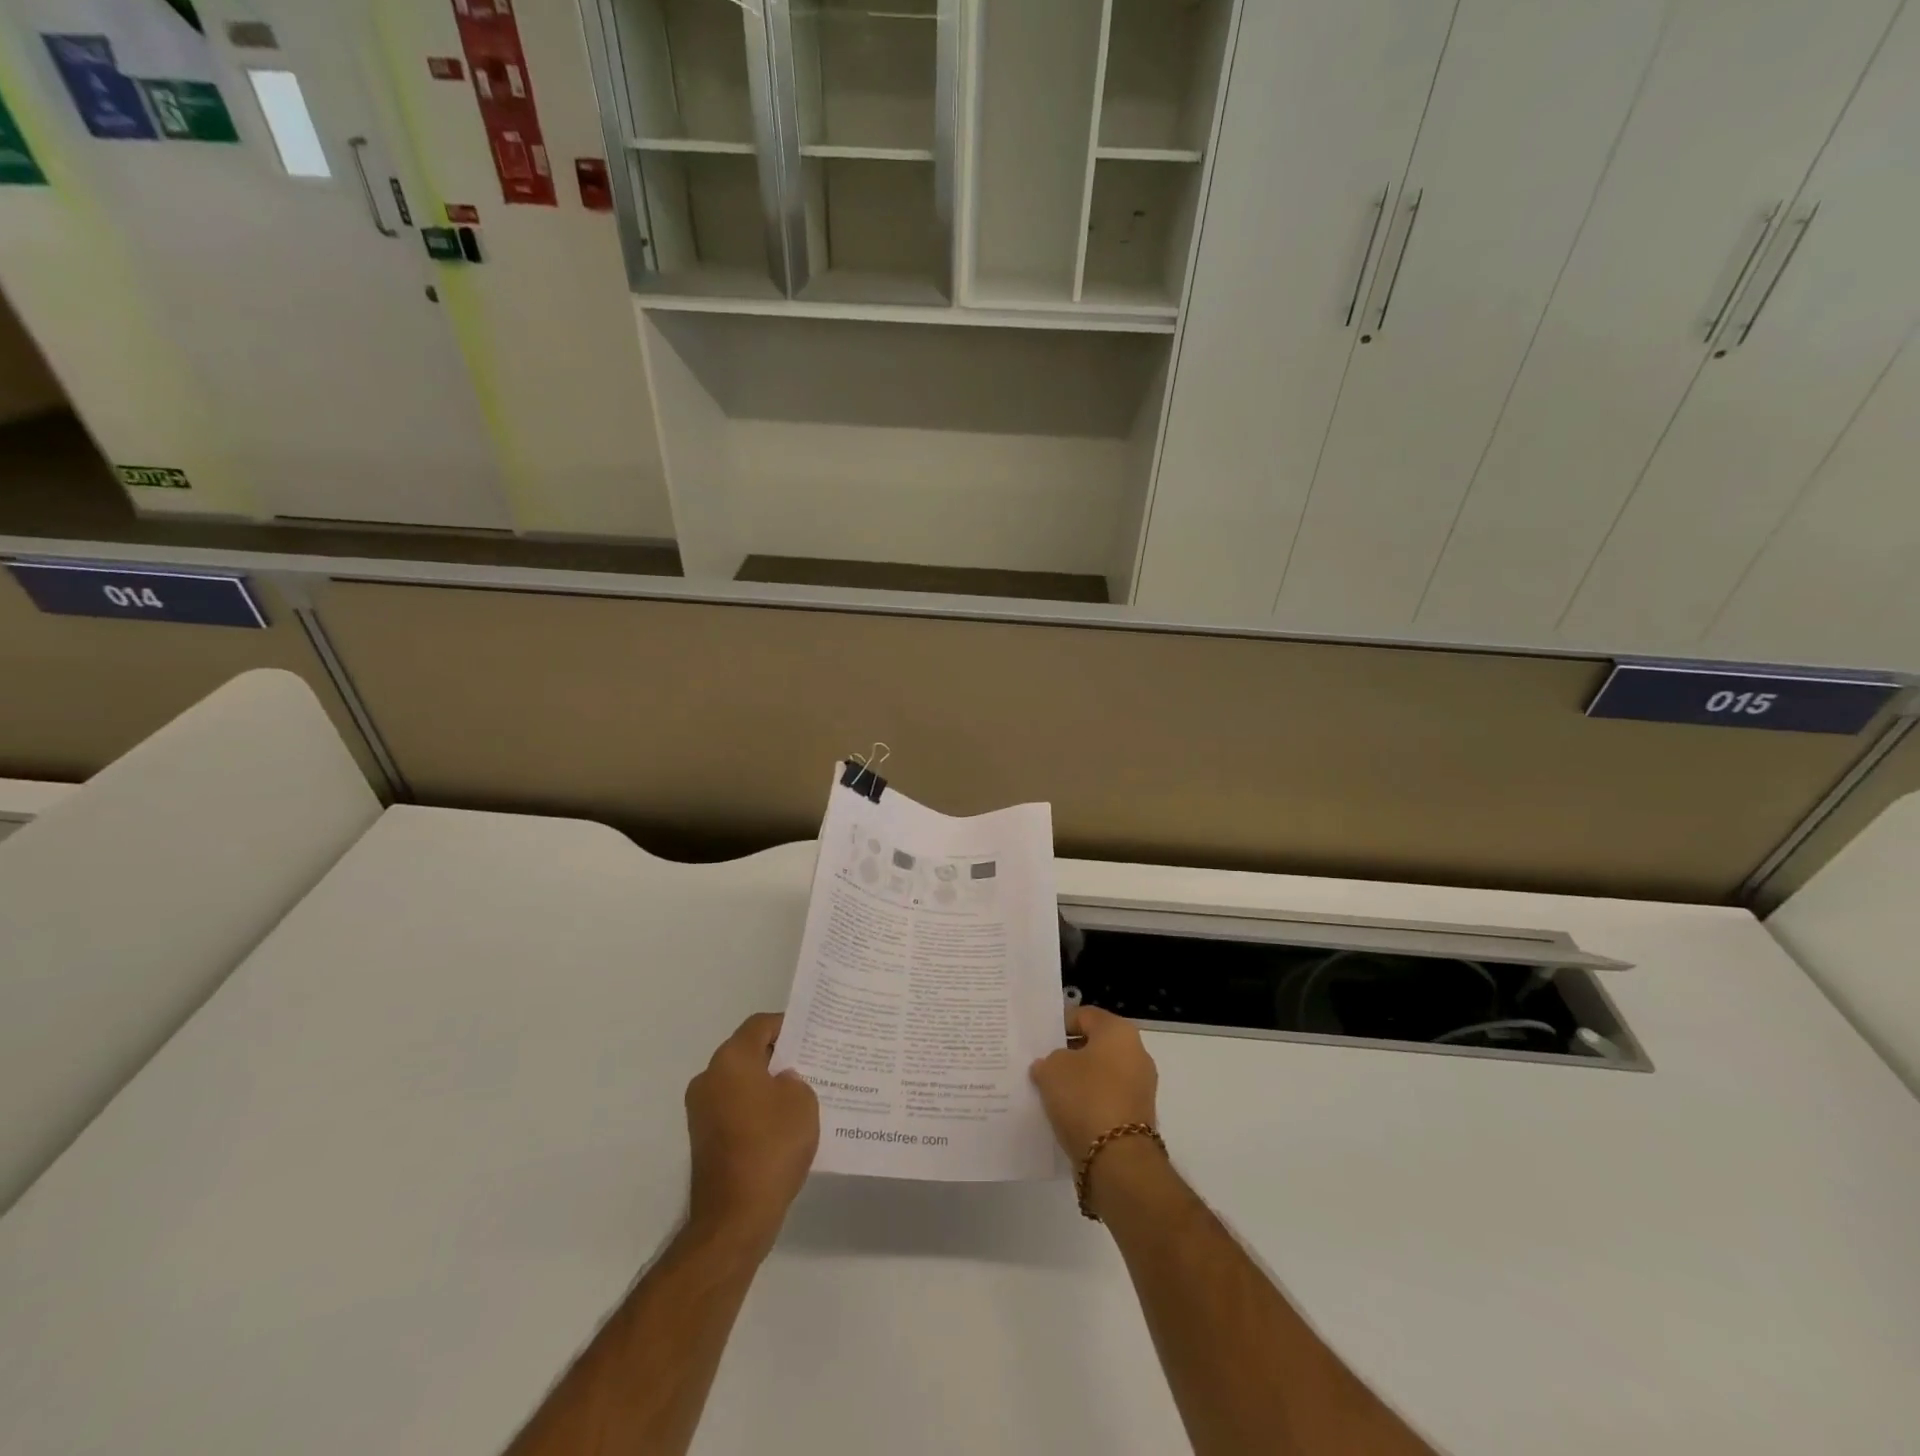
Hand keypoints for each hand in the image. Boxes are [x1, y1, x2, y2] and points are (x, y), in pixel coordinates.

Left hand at [684, 1013, 818, 1255]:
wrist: (734, 1217)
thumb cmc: (772, 1147)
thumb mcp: (802, 1101)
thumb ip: (795, 1079)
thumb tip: (781, 1082)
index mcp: (731, 1059)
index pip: (759, 1025)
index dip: (787, 1025)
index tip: (811, 1036)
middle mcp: (709, 1077)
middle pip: (747, 1052)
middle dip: (778, 1056)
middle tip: (811, 1063)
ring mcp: (700, 1109)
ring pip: (740, 1081)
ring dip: (766, 1084)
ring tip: (801, 1094)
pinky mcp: (702, 1137)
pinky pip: (733, 1107)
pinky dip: (755, 1108)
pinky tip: (782, 1124)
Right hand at [1029, 1006, 1159, 1160]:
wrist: (1117, 1159)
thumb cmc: (1085, 1098)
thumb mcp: (1052, 1069)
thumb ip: (1048, 1060)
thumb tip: (1050, 1066)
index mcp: (1118, 1031)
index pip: (1084, 1015)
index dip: (1059, 1025)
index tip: (1039, 1040)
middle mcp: (1136, 1053)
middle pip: (1095, 1045)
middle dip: (1069, 1054)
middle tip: (1042, 1065)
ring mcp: (1140, 1086)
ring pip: (1101, 1074)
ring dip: (1079, 1081)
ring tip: (1050, 1092)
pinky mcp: (1138, 1116)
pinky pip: (1107, 1099)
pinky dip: (1089, 1104)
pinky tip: (1067, 1114)